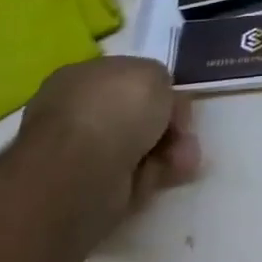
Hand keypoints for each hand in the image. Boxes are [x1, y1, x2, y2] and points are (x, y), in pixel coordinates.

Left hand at [17, 57, 201, 244]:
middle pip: (138, 115)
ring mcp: (81, 153)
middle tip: (185, 134)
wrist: (83, 171)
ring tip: (183, 160)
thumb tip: (159, 100)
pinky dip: (155, 175)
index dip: (158, 89)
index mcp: (81, 77)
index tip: (178, 101)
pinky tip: (166, 175)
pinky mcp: (90, 188)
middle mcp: (77, 113)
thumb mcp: (153, 73)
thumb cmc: (115, 109)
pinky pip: (135, 176)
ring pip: (141, 147)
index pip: (126, 79)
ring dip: (170, 151)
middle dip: (169, 125)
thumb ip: (159, 80)